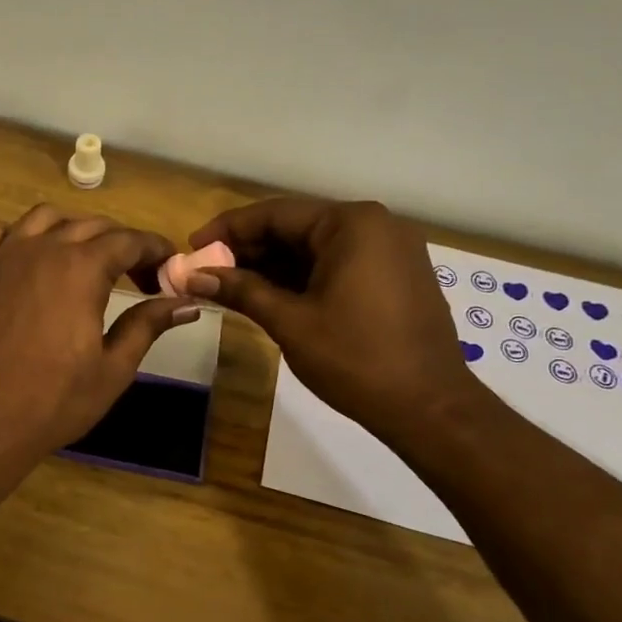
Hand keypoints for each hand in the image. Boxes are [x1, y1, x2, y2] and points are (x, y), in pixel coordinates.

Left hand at [0, 205, 198, 463]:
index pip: (129, 241)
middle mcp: (43, 249)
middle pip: (91, 226)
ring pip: (45, 219)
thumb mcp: (114, 367)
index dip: (155, 250)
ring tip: (87, 261)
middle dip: (122, 244)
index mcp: (82, 268)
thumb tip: (187, 303)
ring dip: (73, 230)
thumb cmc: (56, 399)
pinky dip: (18, 235)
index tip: (170, 269)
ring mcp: (4, 257)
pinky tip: (30, 258)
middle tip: (139, 277)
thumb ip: (148, 325)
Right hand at [185, 198, 476, 438]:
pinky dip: (302, 276)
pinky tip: (269, 294)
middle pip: (296, 227)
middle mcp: (375, 225)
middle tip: (207, 272)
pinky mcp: (396, 275)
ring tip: (230, 286)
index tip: (192, 248)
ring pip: (316, 247)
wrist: (429, 407)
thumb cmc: (356, 360)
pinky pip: (338, 263)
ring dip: (273, 265)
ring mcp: (390, 250)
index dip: (227, 230)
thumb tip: (194, 276)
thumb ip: (241, 290)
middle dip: (249, 249)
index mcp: (351, 224)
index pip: (275, 214)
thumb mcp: (290, 321)